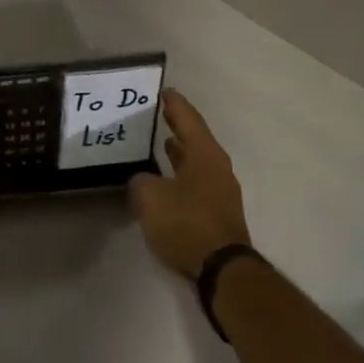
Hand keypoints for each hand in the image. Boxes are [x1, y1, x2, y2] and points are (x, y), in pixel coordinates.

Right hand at [129, 89, 251, 279]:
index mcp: (204, 154)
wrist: (223, 271)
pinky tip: (166, 180)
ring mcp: (221, 190)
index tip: (163, 91)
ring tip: (160, 143)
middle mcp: (217, 166)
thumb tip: (143, 180)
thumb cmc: (187, 223)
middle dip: (177, 125)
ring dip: (180, 152)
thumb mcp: (150, 198)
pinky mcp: (218, 212)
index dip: (174, 104)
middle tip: (159, 113)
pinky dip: (182, 173)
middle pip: (195, 138)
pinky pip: (196, 181)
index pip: (187, 118)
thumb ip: (141, 181)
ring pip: (197, 161)